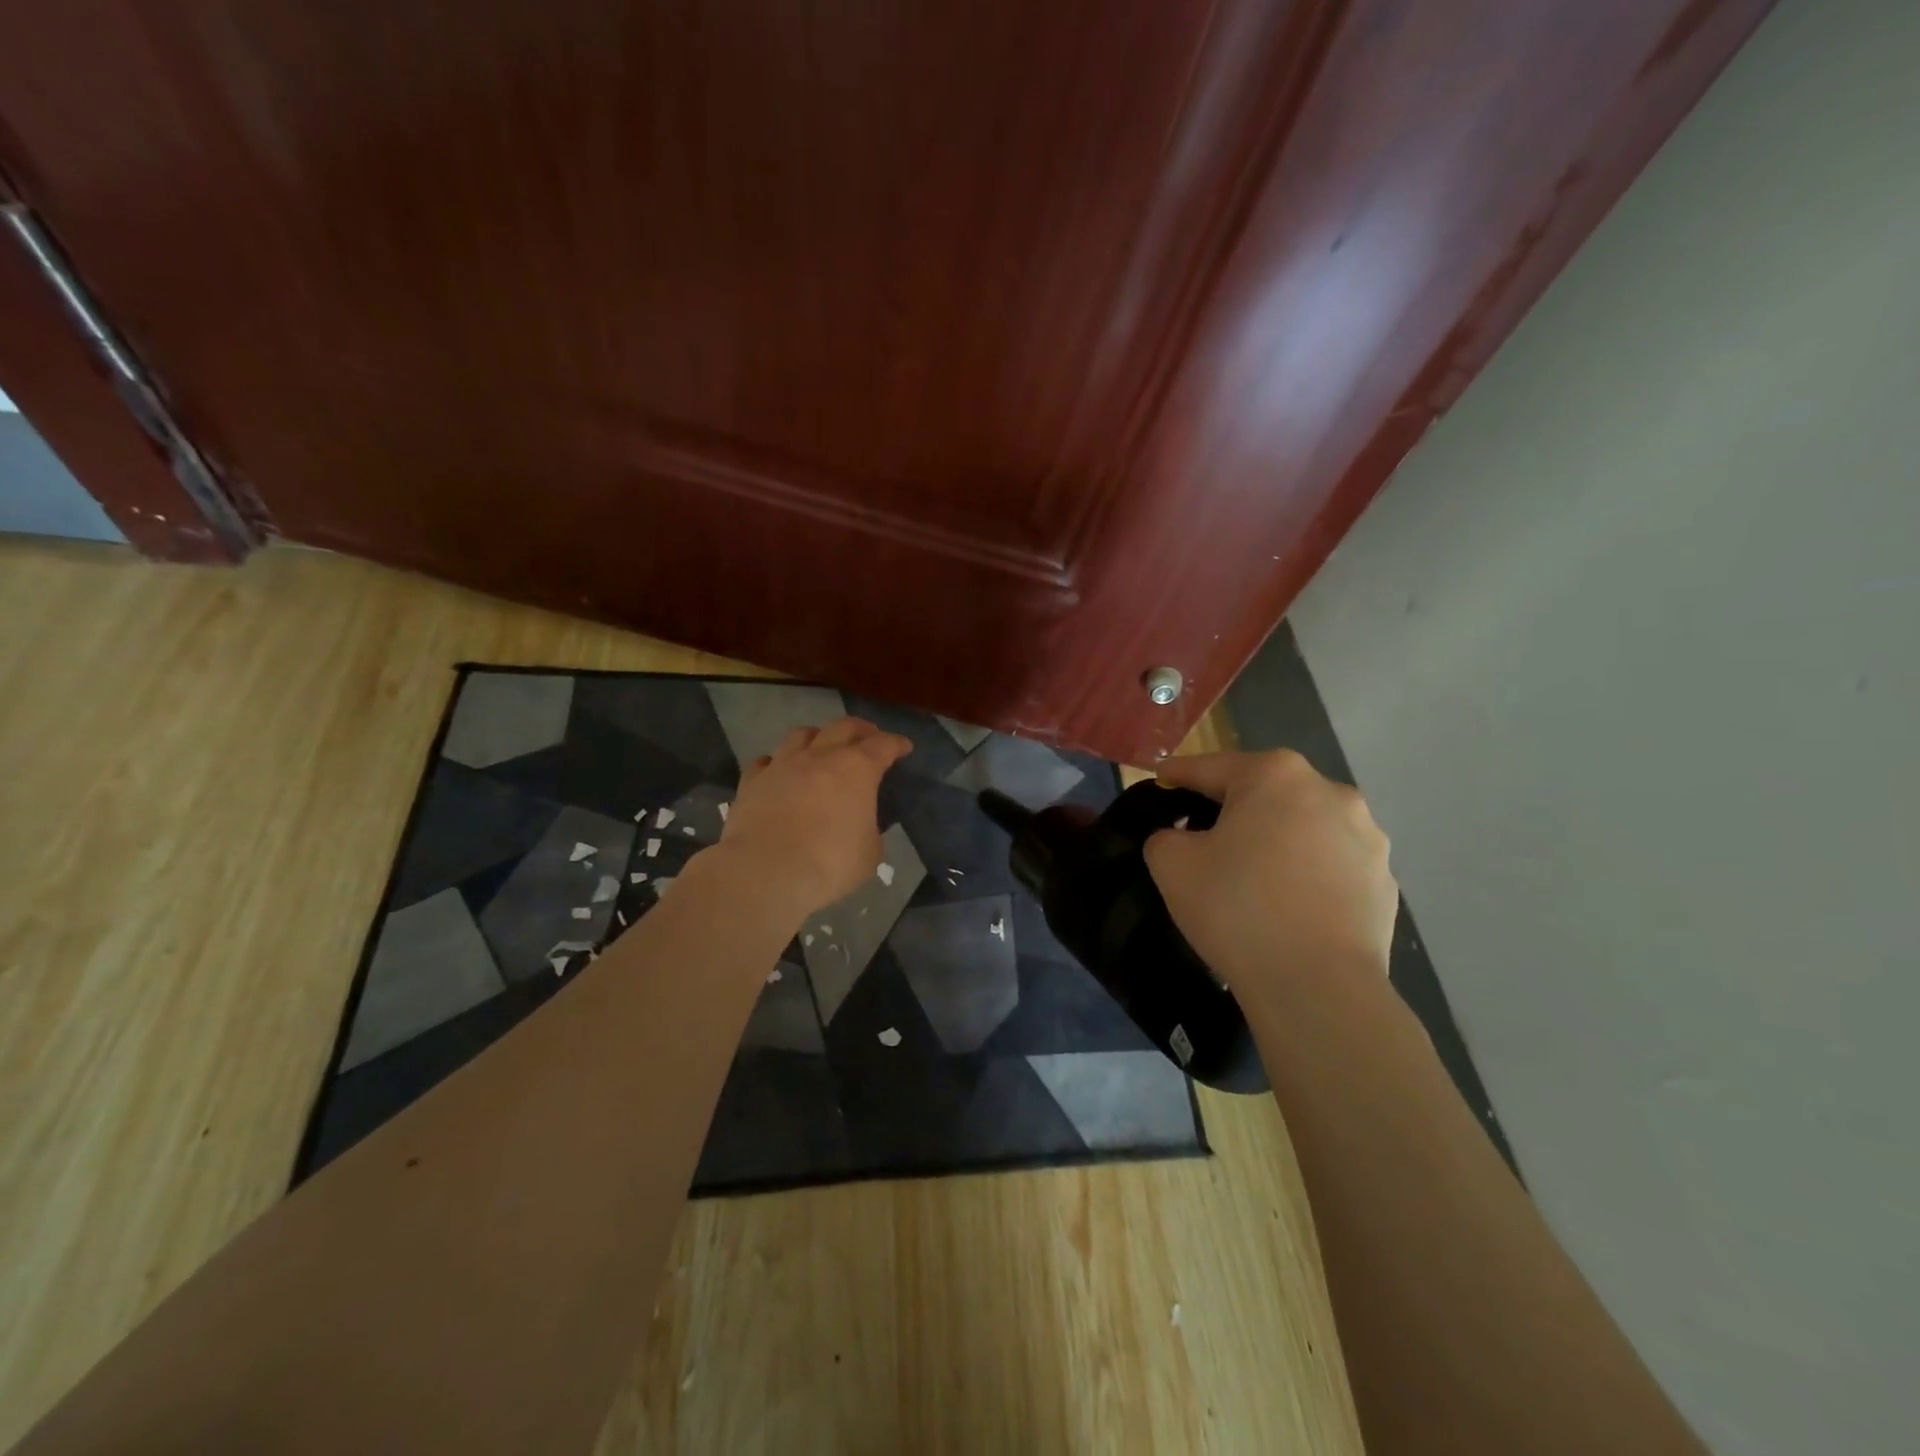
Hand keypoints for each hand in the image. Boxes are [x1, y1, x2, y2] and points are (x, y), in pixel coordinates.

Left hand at [718, 716, 911, 915]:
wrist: (766, 872)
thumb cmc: (830, 863)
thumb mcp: (870, 852)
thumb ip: (869, 828)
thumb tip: (860, 823)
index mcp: (857, 769)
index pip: (883, 745)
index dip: (896, 744)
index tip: (904, 746)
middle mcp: (820, 756)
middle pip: (843, 727)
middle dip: (861, 729)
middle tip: (869, 735)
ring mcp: (782, 764)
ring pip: (801, 734)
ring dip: (818, 736)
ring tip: (822, 745)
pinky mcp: (752, 781)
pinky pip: (766, 761)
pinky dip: (777, 762)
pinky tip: (779, 770)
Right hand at [1143, 750, 1397, 991]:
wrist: (1318, 987)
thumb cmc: (1237, 908)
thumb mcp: (1172, 864)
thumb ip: (1165, 836)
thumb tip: (1181, 838)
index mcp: (1275, 775)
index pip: (1210, 767)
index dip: (1179, 774)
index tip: (1160, 778)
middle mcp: (1329, 791)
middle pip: (1263, 792)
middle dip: (1231, 808)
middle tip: (1201, 836)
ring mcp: (1367, 836)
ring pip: (1301, 827)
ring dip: (1274, 840)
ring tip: (1250, 876)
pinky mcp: (1383, 880)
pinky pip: (1329, 865)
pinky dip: (1305, 874)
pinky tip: (1286, 905)